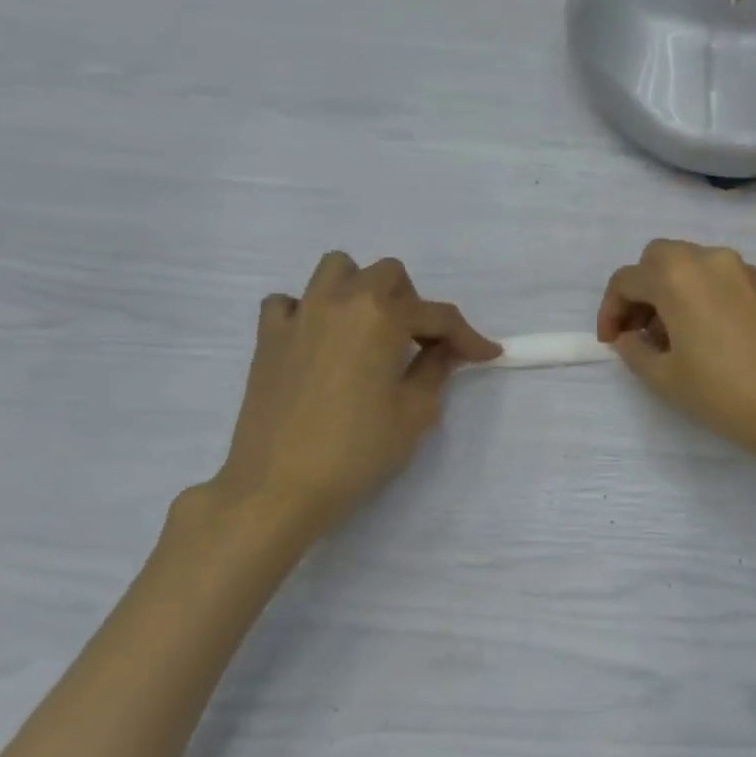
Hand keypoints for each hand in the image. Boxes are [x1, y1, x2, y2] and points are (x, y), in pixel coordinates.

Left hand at [205, 252, 498, 545]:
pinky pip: (289, 302)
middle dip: (413, 303)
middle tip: (421, 344)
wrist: (279, 487)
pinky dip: (308, 311)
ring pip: (335, 269)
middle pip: (387, 275)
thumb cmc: (358, 450)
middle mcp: (340, 301)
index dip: (469, 336)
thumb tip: (446, 351)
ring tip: (370, 330)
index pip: (438, 316)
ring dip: (361, 289)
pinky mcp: (268, 338)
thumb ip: (435, 370)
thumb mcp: (414, 413)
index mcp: (381, 316)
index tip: (487, 355)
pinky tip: (319, 342)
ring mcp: (299, 315)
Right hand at [597, 239, 755, 479]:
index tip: (612, 343)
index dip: (610, 311)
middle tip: (638, 333)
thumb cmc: (726, 394)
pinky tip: (705, 335)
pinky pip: (718, 278)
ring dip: (670, 291)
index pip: (626, 280)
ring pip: (690, 265)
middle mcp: (709, 259)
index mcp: (677, 276)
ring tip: (671, 339)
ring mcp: (742, 269)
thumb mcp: (666, 378)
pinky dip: (699, 294)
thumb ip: (635, 351)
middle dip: (640, 292)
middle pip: (658, 260)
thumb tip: (628, 337)